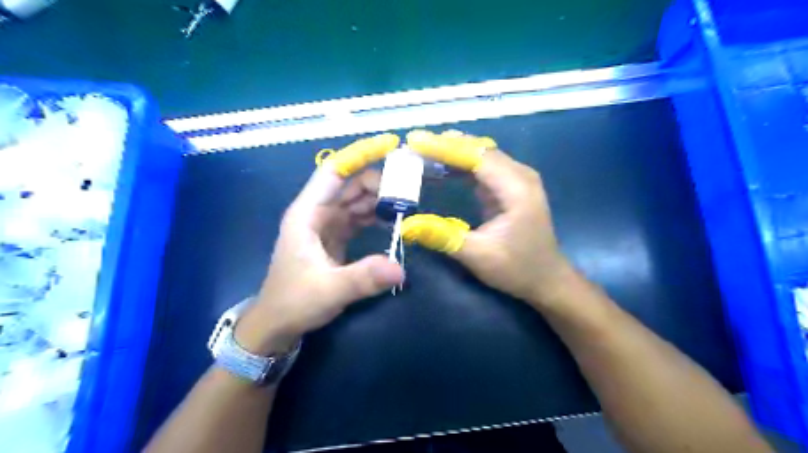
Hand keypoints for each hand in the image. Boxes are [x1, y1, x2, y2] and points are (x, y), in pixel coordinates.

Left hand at [236, 155, 400, 356]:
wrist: (277, 324)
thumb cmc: (293, 302)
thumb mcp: (328, 290)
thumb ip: (363, 278)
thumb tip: (400, 268)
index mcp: (307, 214)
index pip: (334, 171)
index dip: (360, 154)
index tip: (390, 143)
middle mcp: (317, 213)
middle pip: (351, 184)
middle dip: (380, 180)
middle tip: (411, 186)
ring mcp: (326, 225)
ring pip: (356, 200)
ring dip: (381, 198)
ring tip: (409, 201)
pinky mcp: (335, 238)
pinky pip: (358, 217)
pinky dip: (376, 214)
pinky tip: (394, 218)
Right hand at [405, 131, 573, 307]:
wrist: (546, 278)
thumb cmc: (517, 269)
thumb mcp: (478, 256)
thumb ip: (444, 237)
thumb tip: (407, 225)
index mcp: (517, 189)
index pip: (477, 156)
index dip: (445, 148)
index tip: (415, 141)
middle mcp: (520, 175)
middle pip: (479, 149)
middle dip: (445, 145)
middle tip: (413, 145)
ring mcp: (516, 179)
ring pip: (481, 154)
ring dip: (452, 151)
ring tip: (421, 152)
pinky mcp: (509, 186)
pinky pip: (482, 166)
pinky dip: (460, 164)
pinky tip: (440, 167)